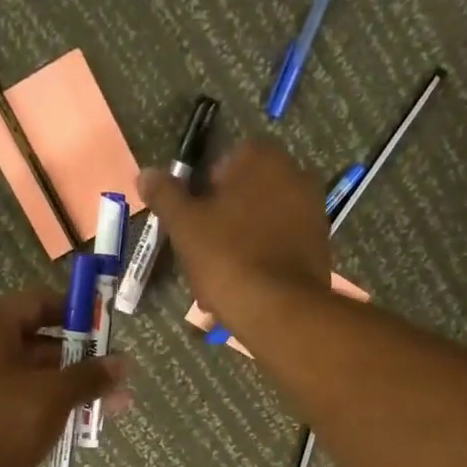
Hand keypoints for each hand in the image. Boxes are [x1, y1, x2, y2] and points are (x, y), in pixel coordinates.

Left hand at [0, 286, 128, 466]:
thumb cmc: (2, 423)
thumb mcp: (53, 395)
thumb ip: (89, 376)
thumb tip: (123, 363)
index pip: (39, 302)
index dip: (75, 311)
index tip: (108, 325)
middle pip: (44, 342)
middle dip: (85, 358)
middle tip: (120, 372)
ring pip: (42, 377)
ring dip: (78, 388)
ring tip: (119, 404)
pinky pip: (33, 403)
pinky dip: (60, 409)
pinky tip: (91, 424)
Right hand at [138, 139, 331, 327]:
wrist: (278, 309)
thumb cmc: (226, 256)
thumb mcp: (184, 225)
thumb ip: (165, 194)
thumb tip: (146, 174)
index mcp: (262, 157)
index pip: (224, 162)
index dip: (202, 192)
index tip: (191, 222)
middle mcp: (295, 174)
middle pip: (244, 194)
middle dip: (222, 220)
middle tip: (200, 254)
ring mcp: (313, 210)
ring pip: (261, 223)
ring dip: (240, 243)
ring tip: (218, 279)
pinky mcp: (320, 245)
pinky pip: (280, 246)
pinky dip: (261, 260)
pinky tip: (243, 288)